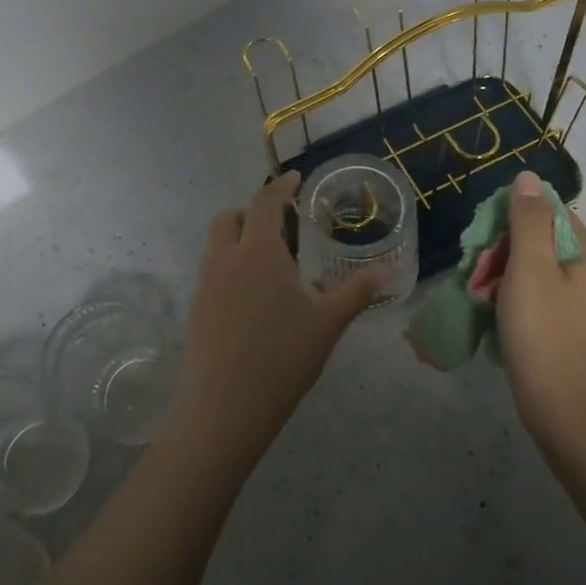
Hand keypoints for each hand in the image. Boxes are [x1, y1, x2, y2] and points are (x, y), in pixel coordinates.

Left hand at [171, 171, 379, 464]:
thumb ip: (358, 291)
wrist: (226, 406)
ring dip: (237, 239)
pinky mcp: (195, 308)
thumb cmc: (283, 357)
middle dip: (251, 212)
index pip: (265, 203)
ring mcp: (205, 284)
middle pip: (229, 218)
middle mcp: (225, 258)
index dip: (280, 186)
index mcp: (259, 252)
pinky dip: (229, 267)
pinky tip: (251, 298)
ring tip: (268, 263)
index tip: (294, 178)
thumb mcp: (329, 322)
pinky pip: (211, 272)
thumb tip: (390, 270)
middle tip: (279, 226)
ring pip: (216, 245)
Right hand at [496, 172, 585, 450]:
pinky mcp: (567, 329)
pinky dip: (513, 300)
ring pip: (534, 272)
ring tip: (480, 295)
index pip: (549, 212)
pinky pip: (536, 298)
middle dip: (503, 250)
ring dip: (503, 276)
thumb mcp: (530, 269)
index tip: (485, 238)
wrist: (565, 410)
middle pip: (540, 242)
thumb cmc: (544, 333)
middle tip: (478, 272)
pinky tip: (494, 316)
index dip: (513, 217)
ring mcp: (580, 305)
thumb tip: (528, 177)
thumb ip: (528, 221)